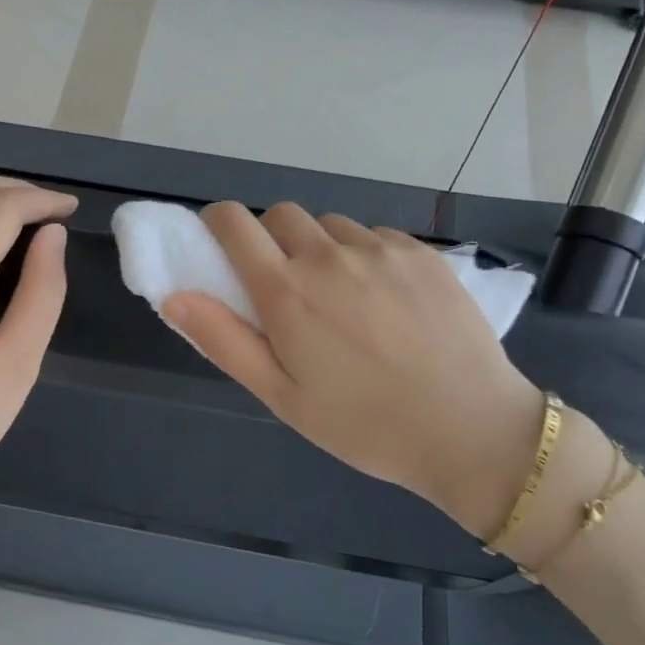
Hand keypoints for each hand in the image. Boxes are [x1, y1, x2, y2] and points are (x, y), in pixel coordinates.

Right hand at [163, 202, 542, 539]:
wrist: (470, 429)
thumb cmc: (364, 425)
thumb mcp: (282, 397)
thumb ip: (224, 341)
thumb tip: (174, 296)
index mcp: (287, 292)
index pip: (234, 222)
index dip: (219, 224)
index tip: (222, 246)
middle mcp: (329, 256)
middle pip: (282, 215)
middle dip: (271, 238)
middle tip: (287, 287)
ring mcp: (380, 249)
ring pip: (331, 226)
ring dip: (322, 248)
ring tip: (344, 298)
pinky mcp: (421, 253)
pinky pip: (376, 237)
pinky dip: (366, 256)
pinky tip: (387, 301)